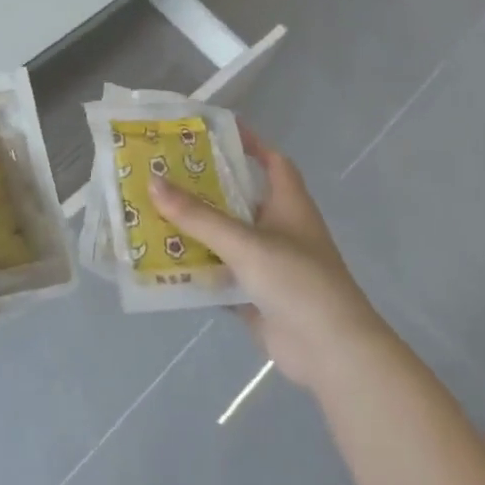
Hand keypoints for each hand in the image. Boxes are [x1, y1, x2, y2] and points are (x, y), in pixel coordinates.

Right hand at [146, 128, 385, 392]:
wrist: (331, 352)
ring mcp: (268, 264)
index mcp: (289, 205)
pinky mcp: (256, 295)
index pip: (272, 161)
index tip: (214, 131)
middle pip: (240, 198)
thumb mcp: (245, 242)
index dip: (249, 143)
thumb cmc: (297, 281)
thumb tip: (153, 181)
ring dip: (197, 229)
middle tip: (165, 171)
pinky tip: (165, 261)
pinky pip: (220, 274)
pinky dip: (197, 268)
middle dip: (206, 187)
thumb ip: (198, 216)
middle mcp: (280, 230)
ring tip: (154, 211)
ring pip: (226, 238)